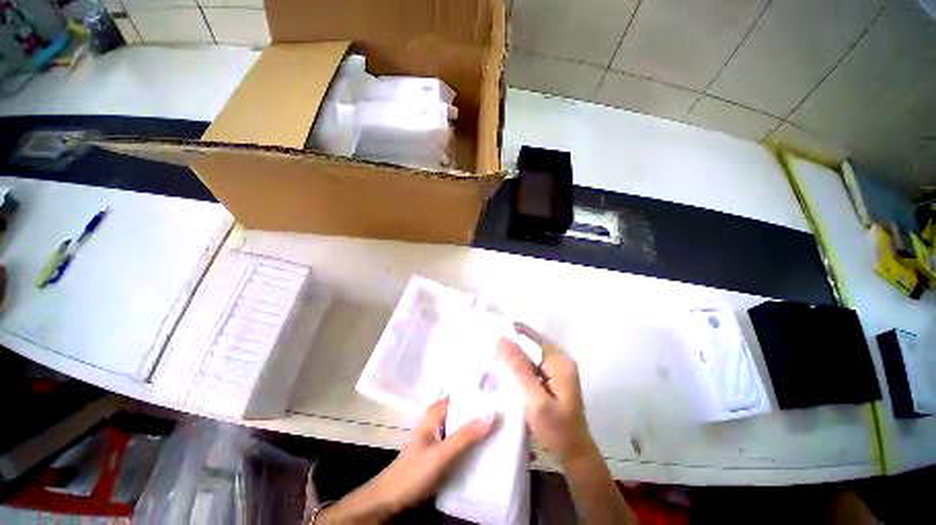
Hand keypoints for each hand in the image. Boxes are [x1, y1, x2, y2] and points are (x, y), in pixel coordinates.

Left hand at [316, 398, 495, 523]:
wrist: (390, 501)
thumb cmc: (412, 474)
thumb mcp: (440, 455)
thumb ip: (465, 436)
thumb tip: (493, 414)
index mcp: (437, 411)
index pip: (463, 394)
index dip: (482, 393)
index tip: (504, 393)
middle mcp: (441, 418)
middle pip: (467, 410)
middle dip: (486, 412)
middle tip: (511, 412)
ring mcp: (443, 435)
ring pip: (467, 426)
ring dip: (483, 428)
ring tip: (507, 428)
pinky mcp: (444, 450)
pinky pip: (464, 441)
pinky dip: (476, 442)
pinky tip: (492, 447)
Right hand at [497, 324, 596, 465]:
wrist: (574, 455)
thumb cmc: (557, 430)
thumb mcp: (535, 399)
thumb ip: (519, 369)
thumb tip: (502, 339)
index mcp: (560, 362)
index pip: (534, 337)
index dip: (515, 330)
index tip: (494, 327)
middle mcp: (560, 362)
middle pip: (532, 345)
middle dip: (511, 345)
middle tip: (487, 344)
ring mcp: (556, 372)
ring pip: (530, 356)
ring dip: (513, 357)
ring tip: (491, 355)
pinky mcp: (551, 381)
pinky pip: (531, 367)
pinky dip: (518, 368)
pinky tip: (503, 372)